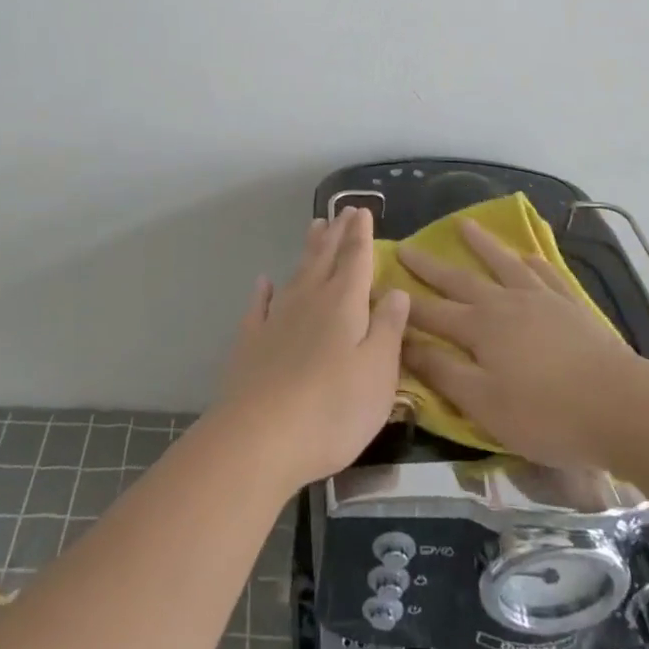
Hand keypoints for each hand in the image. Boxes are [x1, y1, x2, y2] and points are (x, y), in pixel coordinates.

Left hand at [215, 208, 409, 490]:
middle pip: (325, 259)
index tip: (362, 210)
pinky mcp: (250, 343)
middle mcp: (309, 301)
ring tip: (314, 228)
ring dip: (307, 250)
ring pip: (295, 274)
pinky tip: (263, 282)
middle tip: (342, 210)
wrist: (258, 439)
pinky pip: (259, 307)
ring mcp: (276, 320)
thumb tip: (397, 290)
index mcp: (344, 304)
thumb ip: (389, 329)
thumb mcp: (378, 373)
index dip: (361, 234)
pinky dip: (263, 292)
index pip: (356, 259)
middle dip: (336, 234)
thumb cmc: (333, 409)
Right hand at [399, 219, 642, 468]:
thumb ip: (442, 372)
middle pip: (460, 280)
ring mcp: (541, 300)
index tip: (376, 288)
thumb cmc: (546, 414)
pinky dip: (531, 261)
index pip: (430, 313)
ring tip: (463, 225)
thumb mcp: (483, 403)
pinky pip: (546, 274)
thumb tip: (403, 343)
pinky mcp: (571, 307)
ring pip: (503, 265)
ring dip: (481, 245)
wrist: (622, 407)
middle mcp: (505, 303)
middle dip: (430, 266)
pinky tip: (527, 255)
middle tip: (406, 246)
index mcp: (479, 328)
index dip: (402, 303)